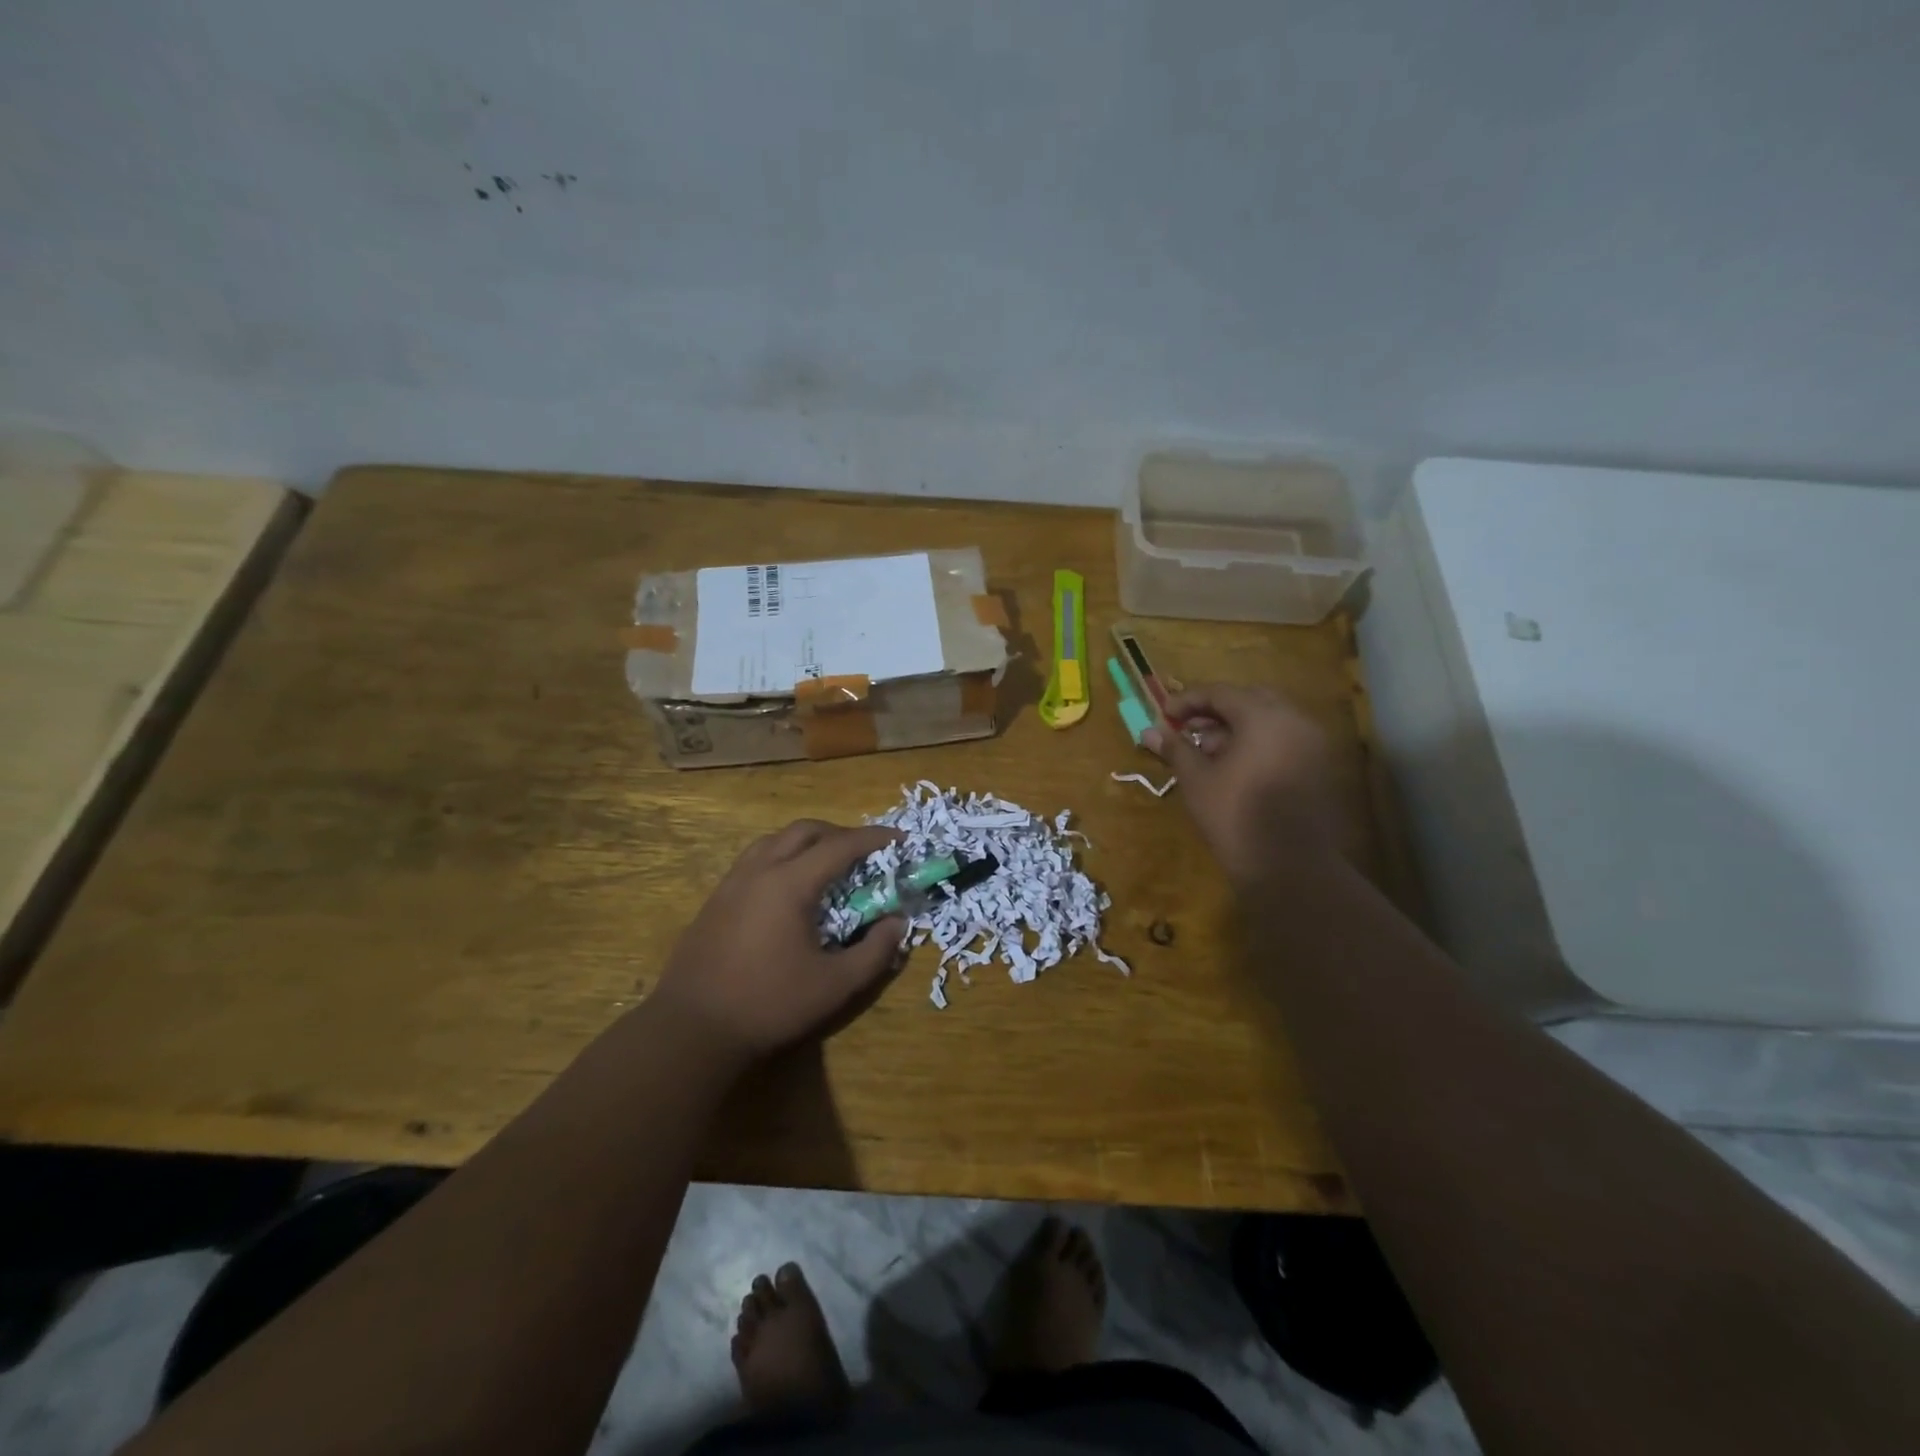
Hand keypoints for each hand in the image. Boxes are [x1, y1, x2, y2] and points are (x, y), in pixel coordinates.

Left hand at [649, 820, 906, 1061]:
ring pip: (775, 840)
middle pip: (805, 830)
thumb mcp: (835, 985)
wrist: (692, 1029)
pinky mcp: (715, 900)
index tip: (901, 839)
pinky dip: (783, 857)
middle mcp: (759, 870)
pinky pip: (756, 859)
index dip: (875, 838)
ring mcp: (732, 882)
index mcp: (789, 883)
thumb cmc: (769, 1004)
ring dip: (808, 842)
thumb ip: (875, 952)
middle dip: (841, 833)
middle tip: (866, 853)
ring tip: (828, 864)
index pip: (840, 845)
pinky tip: (790, 889)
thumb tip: (898, 923)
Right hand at [1143, 684, 1342, 886]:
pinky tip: (1233, 766)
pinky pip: (1284, 739)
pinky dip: (1257, 742)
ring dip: (1236, 727)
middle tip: (1187, 728)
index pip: (1221, 692)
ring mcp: (1312, 743)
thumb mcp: (1197, 779)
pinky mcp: (1319, 766)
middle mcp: (1294, 720)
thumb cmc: (1235, 816)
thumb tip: (1149, 731)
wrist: (1290, 866)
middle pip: (1250, 699)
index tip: (1165, 715)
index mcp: (1264, 716)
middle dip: (1215, 710)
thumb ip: (1175, 749)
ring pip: (1269, 719)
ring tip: (1206, 750)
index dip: (1188, 700)